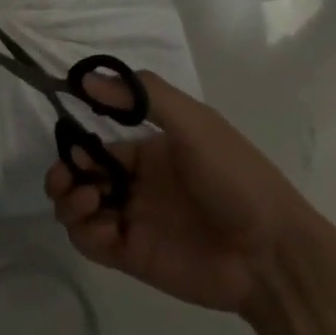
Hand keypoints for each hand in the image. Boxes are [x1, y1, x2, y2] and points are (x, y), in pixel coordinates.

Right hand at [46, 71, 314, 314]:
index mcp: (150, 152)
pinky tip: (104, 226)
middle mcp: (137, 185)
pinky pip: (91, 243)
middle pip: (82, 177)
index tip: (72, 144)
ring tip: (87, 199)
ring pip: (79, 209)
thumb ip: (143, 96)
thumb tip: (87, 78)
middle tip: (66, 178)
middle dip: (64, 174)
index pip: (98, 146)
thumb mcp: (194, 124)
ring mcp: (134, 221)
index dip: (78, 144)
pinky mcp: (133, 256)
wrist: (271, 253)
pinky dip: (85, 232)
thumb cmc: (234, 177)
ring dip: (69, 201)